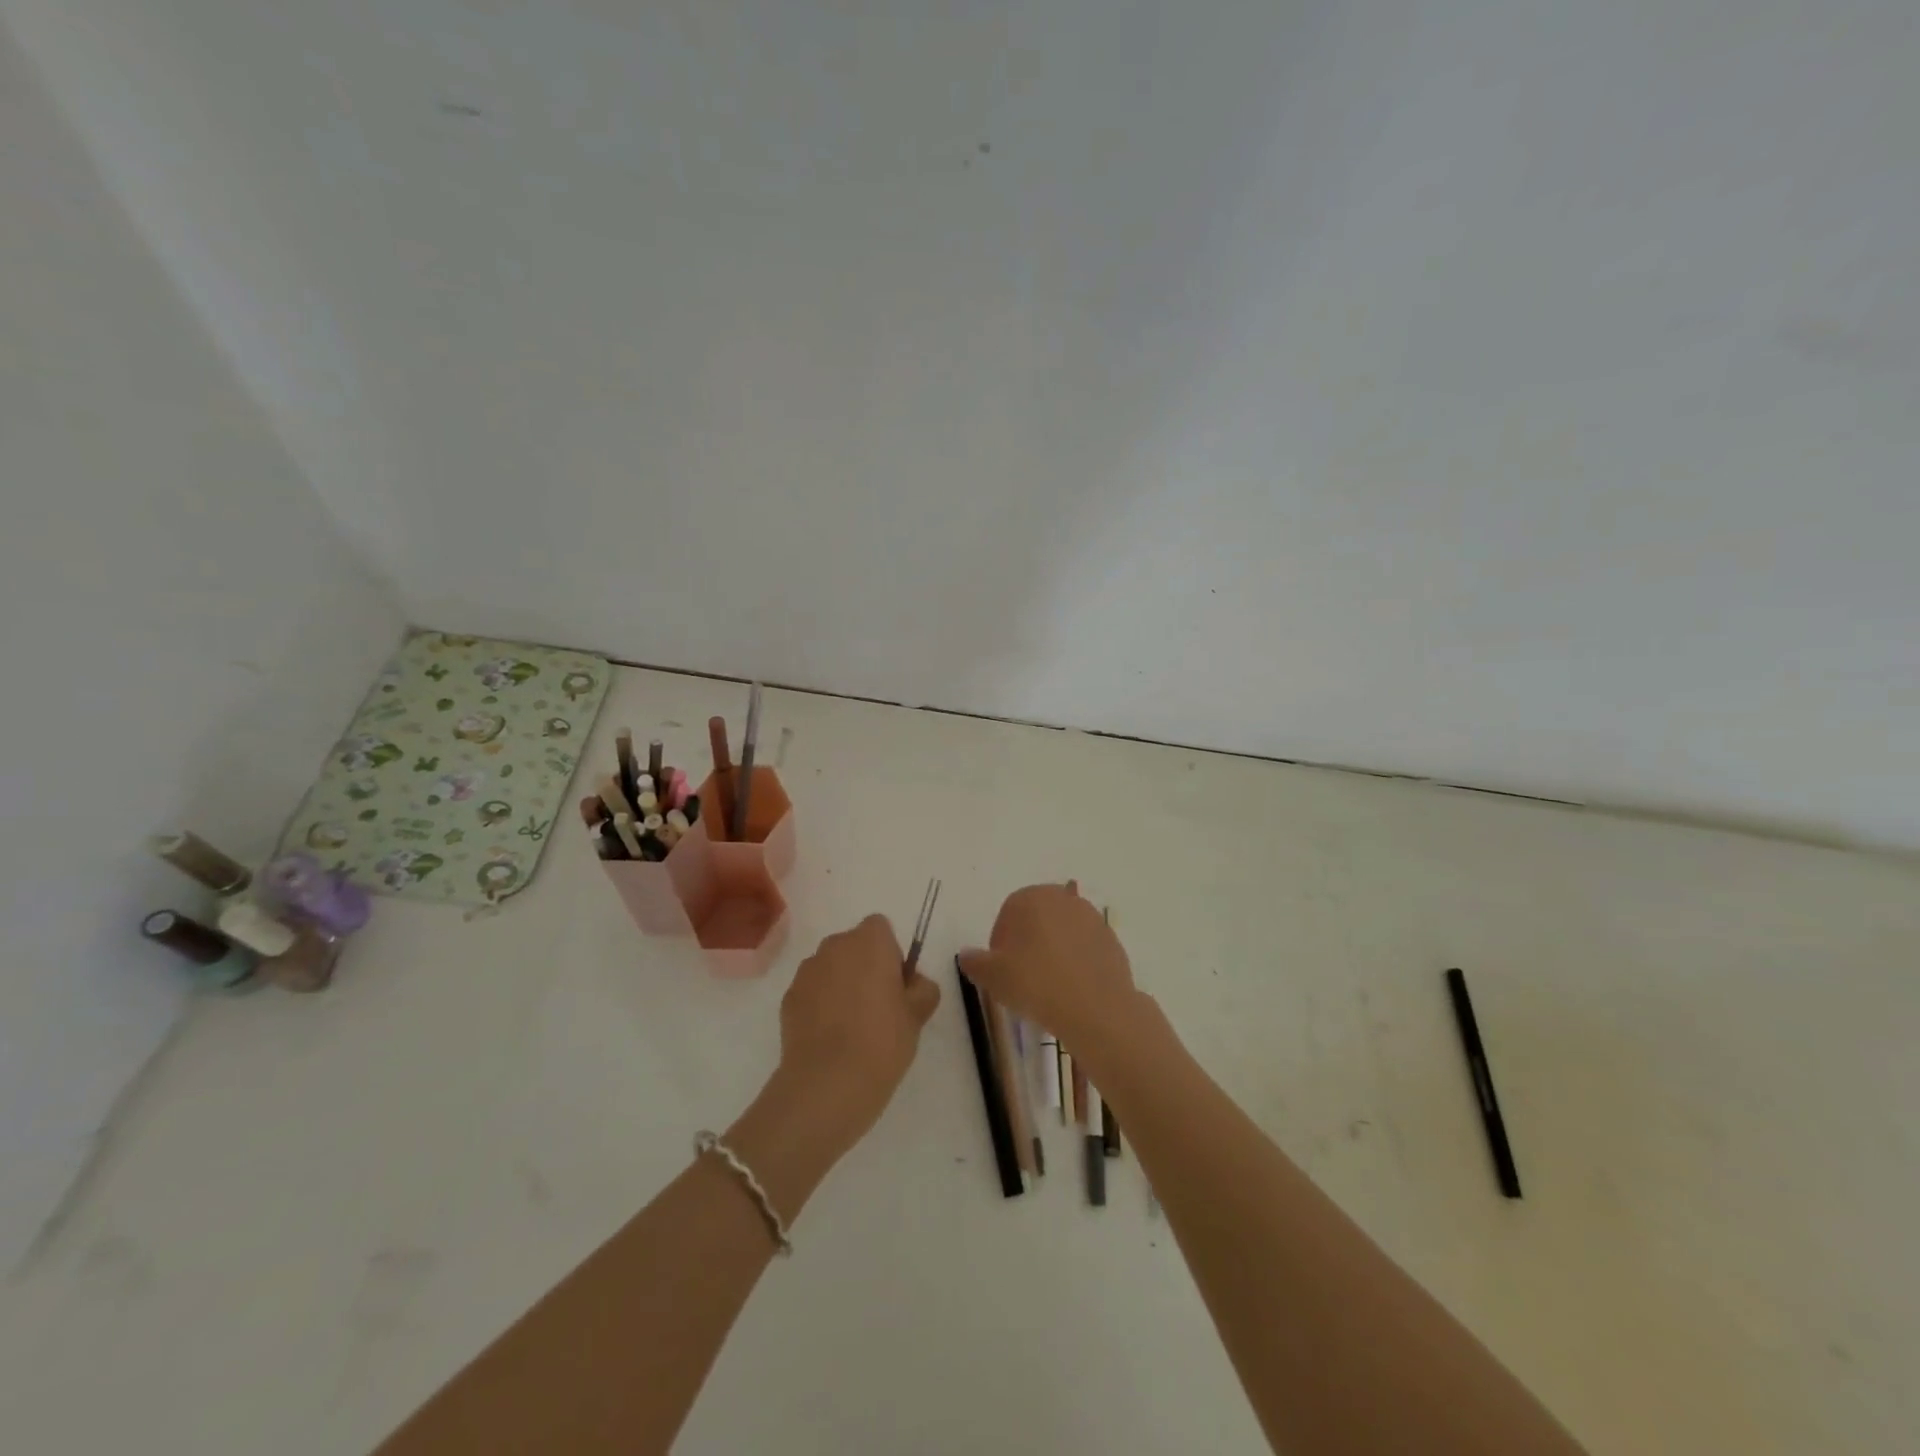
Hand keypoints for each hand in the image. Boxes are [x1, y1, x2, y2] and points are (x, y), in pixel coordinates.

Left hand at [773, 913, 941, 1156]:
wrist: (827, 1084)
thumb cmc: (882, 1041)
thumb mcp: (918, 1015)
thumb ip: (922, 988)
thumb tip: (913, 983)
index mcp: (870, 941)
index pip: (881, 928)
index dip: (891, 953)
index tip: (896, 985)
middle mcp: (835, 946)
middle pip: (854, 946)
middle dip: (865, 967)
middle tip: (879, 1008)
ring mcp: (807, 971)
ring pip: (831, 968)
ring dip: (841, 985)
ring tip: (852, 1028)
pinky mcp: (788, 998)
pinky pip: (812, 992)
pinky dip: (820, 1005)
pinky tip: (831, 1039)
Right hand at [958, 882, 1139, 1062]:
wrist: (1095, 1007)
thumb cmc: (1035, 983)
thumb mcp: (992, 977)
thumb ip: (974, 962)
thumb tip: (966, 955)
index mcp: (1031, 898)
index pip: (1007, 915)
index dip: (1000, 944)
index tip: (1001, 970)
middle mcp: (1062, 898)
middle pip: (1036, 919)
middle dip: (1027, 943)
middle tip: (1022, 977)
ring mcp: (1090, 917)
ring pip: (1061, 932)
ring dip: (1052, 951)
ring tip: (1048, 986)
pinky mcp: (1111, 939)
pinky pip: (1084, 947)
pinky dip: (1076, 961)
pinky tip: (1072, 988)